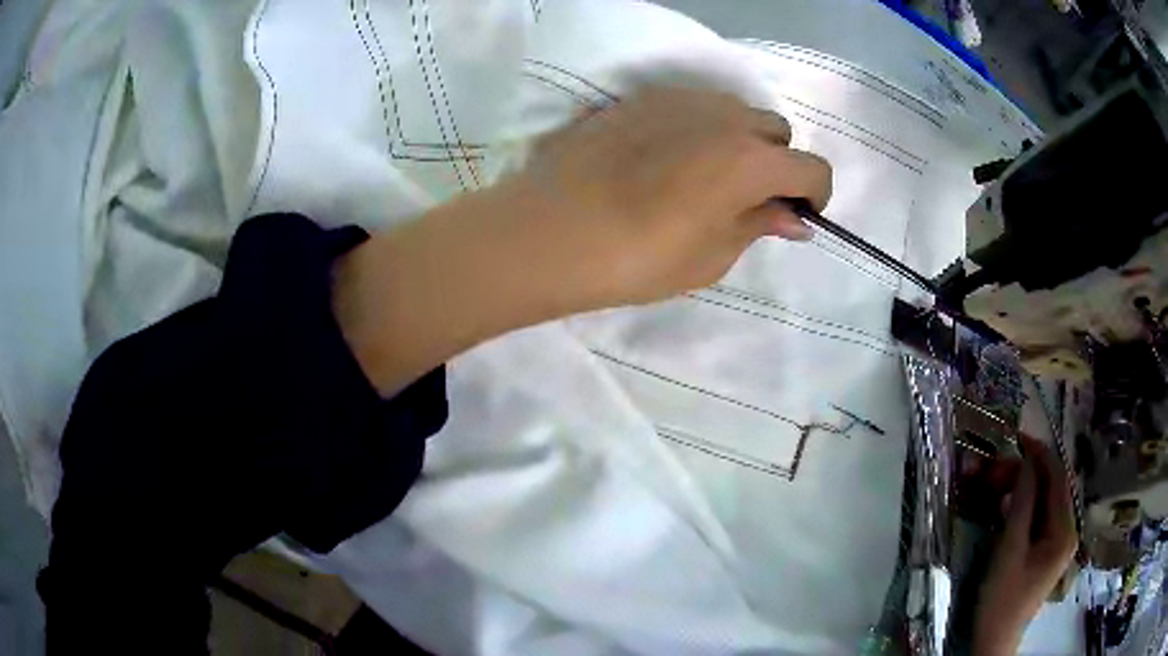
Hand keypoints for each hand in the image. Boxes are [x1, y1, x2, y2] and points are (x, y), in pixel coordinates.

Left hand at [336, 87, 832, 392]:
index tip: (796, 216)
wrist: (550, 231)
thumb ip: (760, 225)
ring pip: (733, 112)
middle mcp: (724, 117)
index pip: (812, 168)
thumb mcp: (712, 256)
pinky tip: (665, 159)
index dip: (815, 195)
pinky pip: (690, 106)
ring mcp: (680, 100)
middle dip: (777, 163)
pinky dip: (698, 129)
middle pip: (776, 130)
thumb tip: (794, 217)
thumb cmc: (638, 258)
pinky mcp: (640, 98)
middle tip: (748, 198)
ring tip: (704, 177)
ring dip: (738, 141)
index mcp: (752, 161)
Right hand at [973, 435, 1077, 655]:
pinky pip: (1039, 518)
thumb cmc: (1002, 600)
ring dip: (1024, 489)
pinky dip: (1024, 507)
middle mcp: (1067, 531)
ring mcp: (1058, 542)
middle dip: (1028, 473)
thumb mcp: (1010, 552)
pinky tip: (1006, 506)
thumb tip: (1026, 463)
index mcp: (1065, 531)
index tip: (1018, 438)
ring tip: (998, 484)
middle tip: (998, 468)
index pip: (1058, 479)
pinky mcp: (1046, 552)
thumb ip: (1022, 505)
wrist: (994, 641)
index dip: (1040, 455)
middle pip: (1052, 489)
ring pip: (1045, 502)